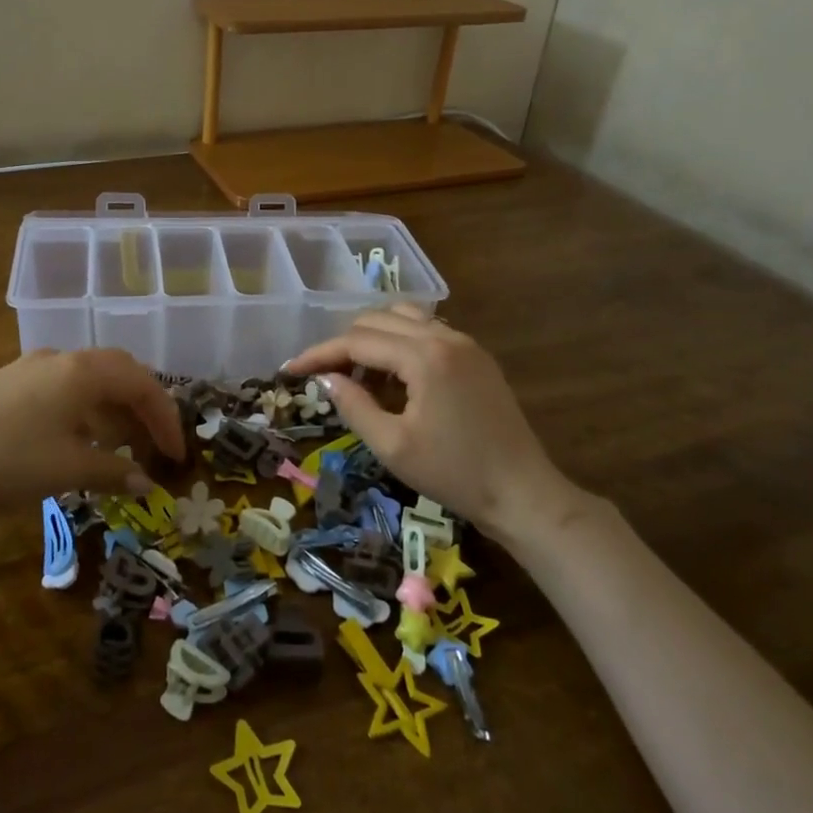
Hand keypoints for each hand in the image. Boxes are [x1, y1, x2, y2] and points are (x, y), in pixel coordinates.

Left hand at [0, 349, 185, 521]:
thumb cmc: (7, 460)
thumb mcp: (68, 470)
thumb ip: (113, 471)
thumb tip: (144, 482)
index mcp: (84, 371)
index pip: (142, 383)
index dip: (166, 418)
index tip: (177, 456)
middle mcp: (61, 359)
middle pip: (119, 372)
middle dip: (143, 406)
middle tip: (155, 443)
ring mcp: (31, 368)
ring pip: (88, 380)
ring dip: (112, 410)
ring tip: (120, 446)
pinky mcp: (8, 384)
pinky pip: (63, 389)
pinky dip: (84, 411)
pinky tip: (76, 441)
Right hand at [284, 306, 577, 539]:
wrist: (523, 494)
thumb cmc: (454, 474)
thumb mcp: (393, 446)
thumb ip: (354, 405)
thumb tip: (325, 379)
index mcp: (424, 356)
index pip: (357, 340)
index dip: (319, 353)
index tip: (290, 369)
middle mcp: (444, 336)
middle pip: (378, 320)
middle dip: (344, 343)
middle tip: (324, 376)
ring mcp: (464, 343)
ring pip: (403, 318)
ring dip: (373, 338)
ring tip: (358, 373)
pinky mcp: (476, 356)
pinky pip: (426, 332)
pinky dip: (400, 343)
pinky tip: (393, 377)